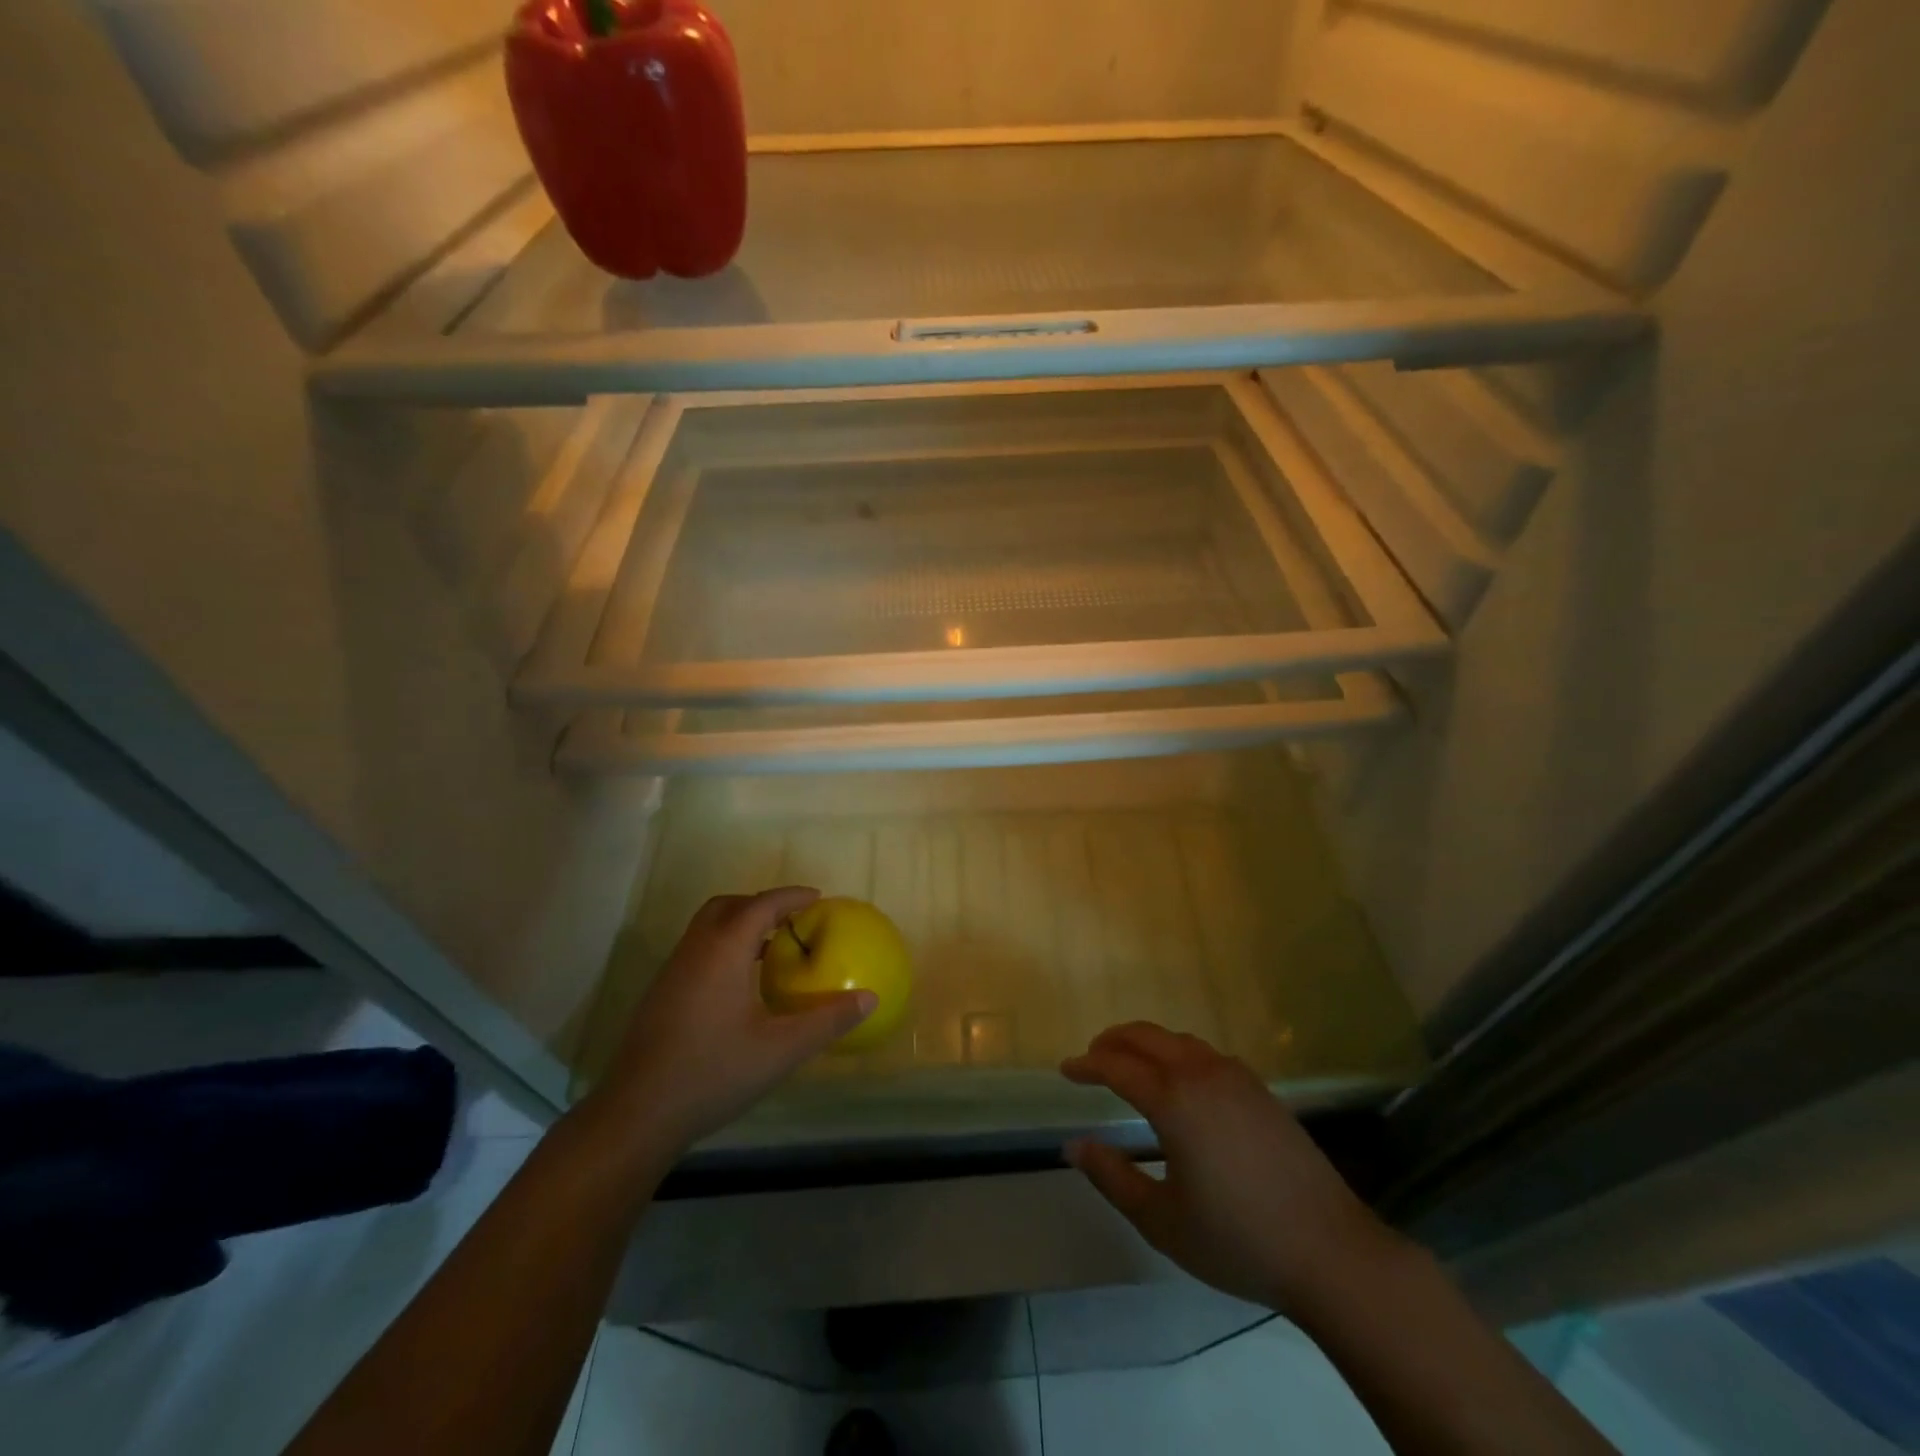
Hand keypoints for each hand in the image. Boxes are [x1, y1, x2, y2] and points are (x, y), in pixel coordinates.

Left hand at [585, 887, 874, 1158]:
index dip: (791, 896)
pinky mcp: (661, 994)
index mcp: (723, 951)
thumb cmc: (713, 1073)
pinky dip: (723, 947)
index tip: (817, 898)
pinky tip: (740, 985)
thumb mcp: (781, 1050)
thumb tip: (870, 998)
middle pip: (728, 906)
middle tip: (792, 920)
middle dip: (761, 904)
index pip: (761, 905)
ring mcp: (672, 972)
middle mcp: (695, 950)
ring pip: (707, 928)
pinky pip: (697, 950)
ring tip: (771, 948)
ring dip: (739, 925)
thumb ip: (828, 1021)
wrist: (637, 1115)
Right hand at [1062, 1022, 1396, 1316]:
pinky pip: (1206, 1054)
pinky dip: (1178, 1053)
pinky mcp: (1260, 1089)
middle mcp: (1201, 1074)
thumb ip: (1112, 1178)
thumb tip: (1072, 1146)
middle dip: (1113, 1041)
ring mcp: (1236, 1077)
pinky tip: (1180, 1080)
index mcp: (1173, 1100)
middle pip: (1146, 1036)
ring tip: (1130, 1063)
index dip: (1087, 1065)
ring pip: (1178, 1040)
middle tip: (1092, 1056)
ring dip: (1147, 1042)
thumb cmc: (1236, 1239)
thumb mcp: (1161, 1219)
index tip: (1066, 1070)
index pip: (1117, 1067)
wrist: (1330, 1250)